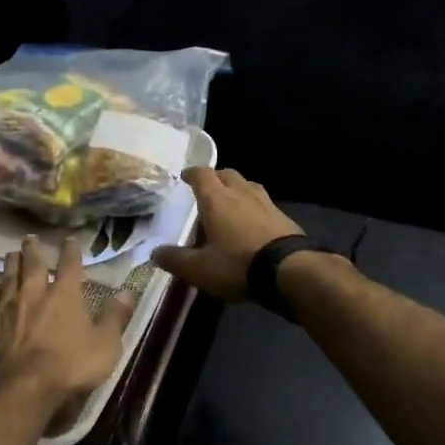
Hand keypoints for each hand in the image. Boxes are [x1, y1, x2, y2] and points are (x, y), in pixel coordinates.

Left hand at [0, 236, 135, 419]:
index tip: (70, 239)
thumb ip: (114, 318)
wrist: (16, 387)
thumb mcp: (104, 346)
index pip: (69, 264)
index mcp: (64, 294)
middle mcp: (33, 292)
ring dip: (11, 264)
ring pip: (7, 276)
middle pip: (32, 263)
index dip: (71, 249)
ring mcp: (6, 306)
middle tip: (30, 237)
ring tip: (11, 254)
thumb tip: (126, 293)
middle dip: (33, 249)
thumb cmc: (67, 367)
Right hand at [152, 167, 304, 302]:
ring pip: (248, 185)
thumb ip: (175, 259)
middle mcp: (241, 193)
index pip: (202, 174)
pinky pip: (264, 203)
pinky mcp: (284, 217)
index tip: (185, 177)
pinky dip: (254, 207)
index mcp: (217, 199)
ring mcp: (266, 203)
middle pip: (228, 174)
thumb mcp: (199, 269)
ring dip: (237, 189)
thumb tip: (155, 252)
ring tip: (231, 203)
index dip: (192, 173)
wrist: (290, 271)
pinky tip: (253, 222)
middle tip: (207, 190)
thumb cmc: (238, 265)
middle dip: (216, 178)